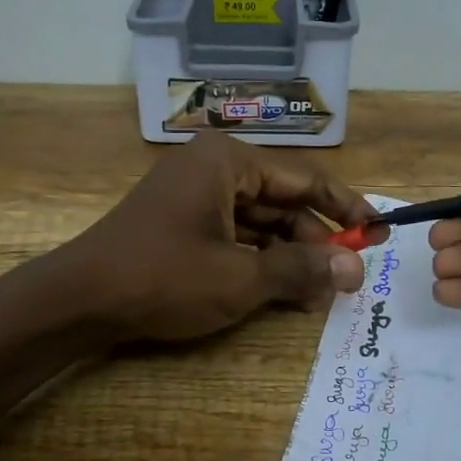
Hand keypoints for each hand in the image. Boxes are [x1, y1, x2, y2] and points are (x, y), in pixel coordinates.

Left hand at [60, 131, 385, 343]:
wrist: (80, 300)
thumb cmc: (163, 277)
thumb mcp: (240, 277)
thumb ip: (301, 269)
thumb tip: (355, 270)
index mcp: (229, 161)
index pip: (306, 179)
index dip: (347, 208)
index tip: (380, 232)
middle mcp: (213, 169)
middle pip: (283, 201)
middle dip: (317, 241)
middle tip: (351, 276)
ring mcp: (194, 197)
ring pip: (260, 222)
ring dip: (291, 256)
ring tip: (322, 293)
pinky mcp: (182, 224)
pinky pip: (235, 236)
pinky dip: (260, 261)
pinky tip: (284, 291)